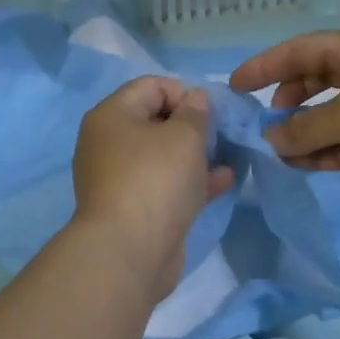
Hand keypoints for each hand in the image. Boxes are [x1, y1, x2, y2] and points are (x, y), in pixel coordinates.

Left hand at [71, 77, 236, 295]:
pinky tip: (224, 180)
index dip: (185, 92)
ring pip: (163, 157)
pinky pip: (166, 185)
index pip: (151, 86)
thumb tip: (195, 99)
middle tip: (222, 135)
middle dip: (193, 125)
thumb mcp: (184, 135)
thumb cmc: (155, 180)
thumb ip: (196, 112)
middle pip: (156, 121)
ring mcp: (120, 179)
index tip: (212, 112)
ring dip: (196, 154)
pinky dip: (192, 181)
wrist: (129, 252)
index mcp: (111, 116)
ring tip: (230, 155)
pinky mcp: (135, 209)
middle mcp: (109, 144)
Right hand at [228, 28, 339, 200]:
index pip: (301, 50)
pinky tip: (297, 165)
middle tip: (261, 123)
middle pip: (312, 82)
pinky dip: (320, 153)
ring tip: (275, 150)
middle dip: (285, 102)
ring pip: (326, 117)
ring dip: (301, 133)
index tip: (235, 86)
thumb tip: (272, 139)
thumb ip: (305, 127)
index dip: (266, 66)